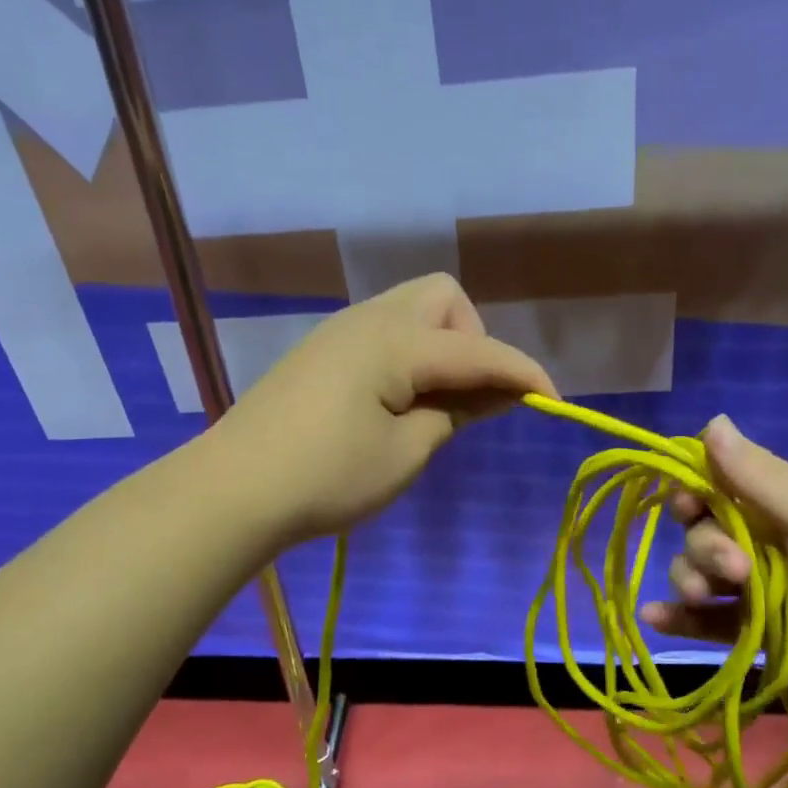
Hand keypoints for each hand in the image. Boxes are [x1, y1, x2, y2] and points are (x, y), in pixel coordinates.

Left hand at [212, 274, 556, 546]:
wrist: (233, 489)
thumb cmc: (327, 477)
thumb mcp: (405, 452)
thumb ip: (455, 413)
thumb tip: (494, 392)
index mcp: (395, 341)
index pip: (478, 349)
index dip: (522, 373)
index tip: (554, 403)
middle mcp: (368, 320)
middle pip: (443, 298)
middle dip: (473, 339)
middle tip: (467, 395)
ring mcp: (339, 332)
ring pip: (411, 311)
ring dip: (441, 346)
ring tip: (435, 403)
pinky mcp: (321, 352)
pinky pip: (384, 332)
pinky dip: (409, 356)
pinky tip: (397, 403)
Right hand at [639, 416, 787, 702]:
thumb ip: (753, 473)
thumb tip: (711, 419)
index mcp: (776, 501)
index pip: (713, 486)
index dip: (691, 493)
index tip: (686, 505)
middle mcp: (760, 539)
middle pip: (699, 533)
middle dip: (705, 548)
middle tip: (735, 568)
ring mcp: (755, 586)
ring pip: (696, 574)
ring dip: (690, 580)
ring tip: (710, 596)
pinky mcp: (754, 629)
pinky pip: (704, 621)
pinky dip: (677, 618)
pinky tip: (653, 617)